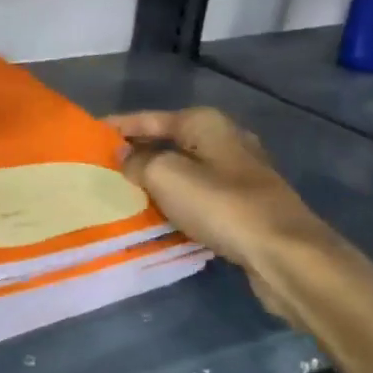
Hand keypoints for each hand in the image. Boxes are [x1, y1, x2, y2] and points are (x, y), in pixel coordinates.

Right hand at [111, 107, 338, 326]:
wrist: (285, 254)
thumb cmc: (222, 206)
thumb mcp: (166, 175)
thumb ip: (138, 161)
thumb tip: (124, 156)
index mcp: (205, 123)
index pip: (148, 118)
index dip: (118, 126)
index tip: (88, 134)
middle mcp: (224, 140)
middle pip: (167, 141)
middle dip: (136, 153)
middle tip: (100, 166)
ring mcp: (238, 173)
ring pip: (183, 169)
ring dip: (155, 179)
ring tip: (121, 191)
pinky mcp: (244, 204)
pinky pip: (197, 194)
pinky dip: (175, 200)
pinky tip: (156, 213)